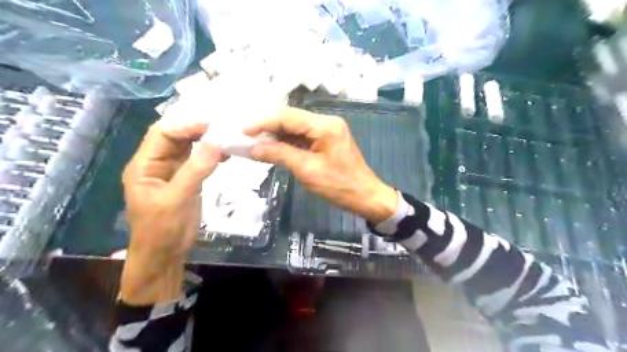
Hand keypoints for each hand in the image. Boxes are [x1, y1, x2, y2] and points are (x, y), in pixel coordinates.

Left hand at [119, 118, 223, 305]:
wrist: (165, 255)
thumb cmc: (163, 230)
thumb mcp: (177, 199)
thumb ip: (195, 170)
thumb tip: (216, 142)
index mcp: (145, 165)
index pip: (162, 133)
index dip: (185, 124)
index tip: (211, 122)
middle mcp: (158, 163)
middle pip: (176, 136)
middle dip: (197, 128)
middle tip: (223, 124)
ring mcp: (173, 172)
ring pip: (189, 147)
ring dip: (206, 140)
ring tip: (227, 135)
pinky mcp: (187, 180)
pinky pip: (199, 161)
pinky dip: (212, 154)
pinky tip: (226, 153)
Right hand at [245, 106, 395, 222]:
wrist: (365, 196)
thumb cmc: (339, 185)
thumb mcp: (307, 170)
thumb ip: (279, 154)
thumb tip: (253, 148)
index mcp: (324, 125)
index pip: (287, 117)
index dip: (263, 122)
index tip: (242, 131)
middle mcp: (326, 122)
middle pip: (290, 119)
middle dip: (267, 127)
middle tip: (245, 137)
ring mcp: (327, 130)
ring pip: (295, 127)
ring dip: (275, 135)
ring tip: (254, 143)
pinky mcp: (326, 139)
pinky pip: (302, 136)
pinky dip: (286, 142)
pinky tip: (272, 147)